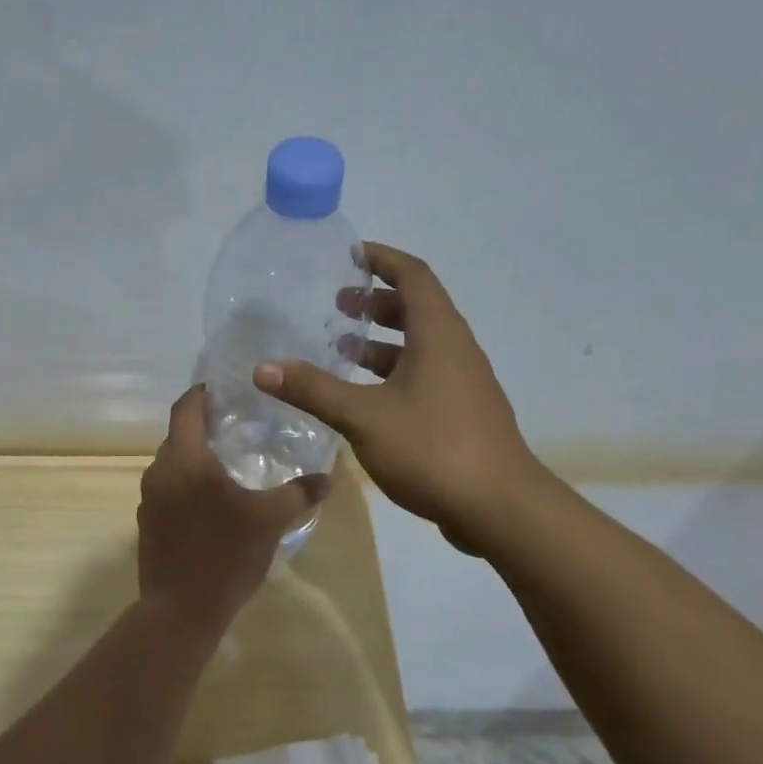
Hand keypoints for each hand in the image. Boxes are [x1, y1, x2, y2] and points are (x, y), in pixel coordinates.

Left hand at [137, 385, 330, 630]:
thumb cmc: (225, 554)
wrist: (181, 611)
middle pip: (178, 436)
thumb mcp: (271, 520)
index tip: (221, 388)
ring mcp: (149, 500)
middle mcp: (159, 472)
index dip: (201, 393)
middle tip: (236, 428)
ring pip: (172, 465)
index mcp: (185, 459)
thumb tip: (326, 478)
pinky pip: (168, 490)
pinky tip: (212, 503)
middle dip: (202, 427)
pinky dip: (187, 485)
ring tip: (228, 466)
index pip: (185, 408)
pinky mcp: (148, 524)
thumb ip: (299, 494)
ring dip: (195, 460)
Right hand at [253, 242, 535, 552]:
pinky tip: (365, 398)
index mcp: (439, 335)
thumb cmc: (433, 448)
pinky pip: (424, 375)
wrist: (499, 508)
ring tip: (342, 348)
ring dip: (383, 341)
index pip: (413, 276)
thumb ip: (313, 390)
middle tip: (337, 305)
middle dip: (376, 301)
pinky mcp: (462, 414)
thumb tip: (263, 369)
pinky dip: (393, 373)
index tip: (350, 255)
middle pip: (417, 308)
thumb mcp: (363, 416)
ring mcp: (463, 384)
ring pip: (420, 346)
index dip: (383, 259)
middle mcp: (456, 350)